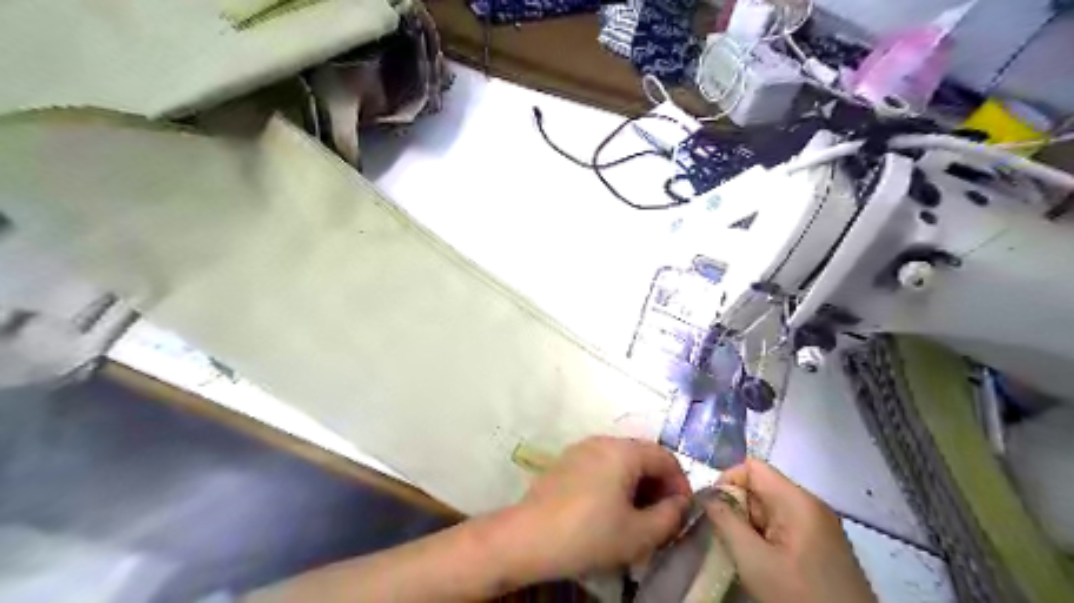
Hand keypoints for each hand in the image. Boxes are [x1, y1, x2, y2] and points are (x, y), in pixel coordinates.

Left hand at [508, 438, 692, 579]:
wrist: (529, 537)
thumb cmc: (589, 534)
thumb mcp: (639, 534)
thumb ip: (670, 517)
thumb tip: (679, 504)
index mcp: (623, 451)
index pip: (665, 457)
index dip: (681, 483)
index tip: (683, 512)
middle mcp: (602, 441)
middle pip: (642, 455)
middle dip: (659, 484)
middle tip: (662, 516)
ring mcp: (580, 449)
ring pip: (621, 460)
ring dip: (637, 484)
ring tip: (637, 515)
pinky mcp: (565, 462)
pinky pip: (601, 465)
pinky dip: (615, 482)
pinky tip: (609, 509)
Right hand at [706, 458, 870, 599]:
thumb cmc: (800, 596)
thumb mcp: (754, 560)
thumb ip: (725, 521)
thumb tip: (705, 495)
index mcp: (798, 500)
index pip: (752, 467)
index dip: (726, 481)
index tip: (714, 511)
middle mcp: (810, 505)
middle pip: (760, 487)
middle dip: (737, 507)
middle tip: (726, 538)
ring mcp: (818, 526)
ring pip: (769, 509)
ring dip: (748, 526)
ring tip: (743, 554)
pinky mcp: (821, 545)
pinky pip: (782, 527)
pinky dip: (764, 538)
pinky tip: (762, 563)